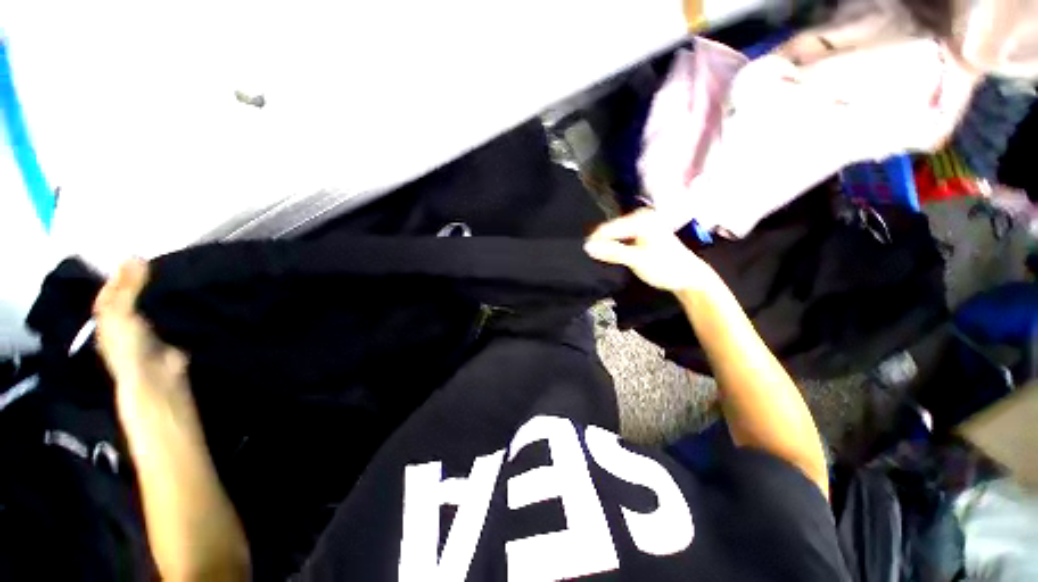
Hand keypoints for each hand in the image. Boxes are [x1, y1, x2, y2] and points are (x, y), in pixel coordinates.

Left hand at [94, 259, 189, 396]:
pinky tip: (182, 298)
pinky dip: (172, 307)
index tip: (134, 259)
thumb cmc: (130, 344)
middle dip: (139, 283)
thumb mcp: (122, 312)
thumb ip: (129, 286)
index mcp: (106, 319)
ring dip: (157, 295)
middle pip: (128, 299)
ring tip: (172, 278)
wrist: (155, 375)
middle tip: (156, 265)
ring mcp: (145, 331)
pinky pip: (167, 316)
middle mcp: (122, 324)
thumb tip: (135, 255)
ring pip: (148, 307)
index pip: (109, 293)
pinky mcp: (166, 336)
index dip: (118, 276)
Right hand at [584, 210, 722, 292]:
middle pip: (612, 230)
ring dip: (607, 246)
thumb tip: (587, 247)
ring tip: (596, 257)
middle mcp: (641, 217)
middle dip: (600, 243)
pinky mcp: (642, 234)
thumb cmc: (665, 267)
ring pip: (615, 235)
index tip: (582, 253)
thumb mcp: (637, 260)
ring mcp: (642, 225)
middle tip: (589, 257)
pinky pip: (622, 238)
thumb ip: (612, 252)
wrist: (688, 277)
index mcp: (641, 219)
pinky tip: (609, 255)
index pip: (609, 228)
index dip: (595, 241)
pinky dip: (615, 247)